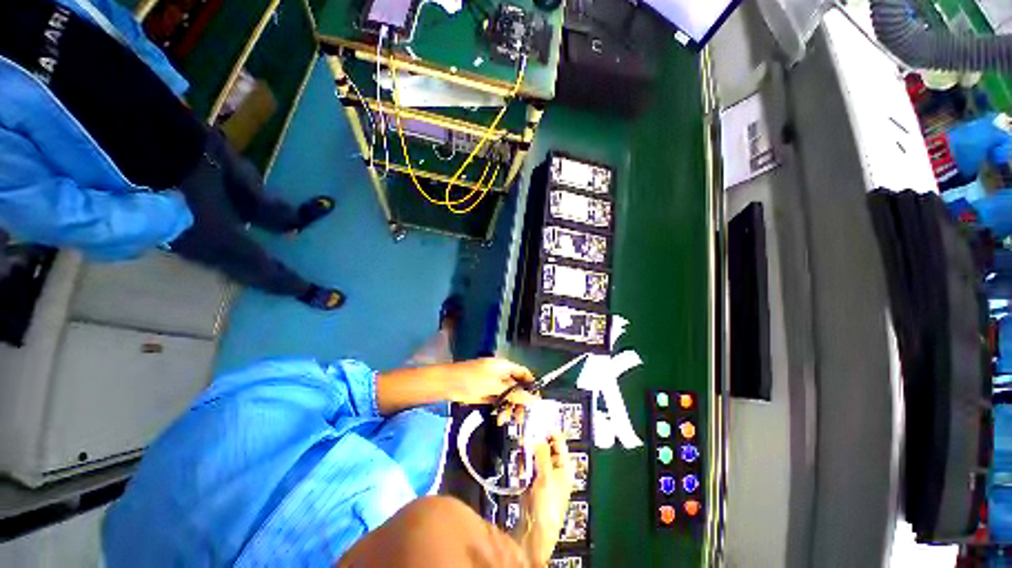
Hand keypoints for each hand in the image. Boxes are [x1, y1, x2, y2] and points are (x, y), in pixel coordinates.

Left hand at [444, 358, 536, 423]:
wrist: (448, 384)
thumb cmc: (472, 379)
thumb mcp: (495, 386)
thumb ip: (514, 393)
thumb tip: (533, 399)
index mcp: (504, 366)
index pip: (523, 373)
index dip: (531, 385)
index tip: (536, 400)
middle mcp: (501, 374)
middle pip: (517, 387)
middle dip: (520, 401)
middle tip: (522, 416)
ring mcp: (494, 385)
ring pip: (508, 396)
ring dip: (510, 408)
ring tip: (508, 420)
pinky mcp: (487, 394)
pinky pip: (499, 402)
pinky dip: (501, 410)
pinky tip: (500, 419)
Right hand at [517, 434, 573, 566]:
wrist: (534, 532)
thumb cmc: (547, 506)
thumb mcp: (546, 477)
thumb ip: (541, 453)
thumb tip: (537, 434)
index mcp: (564, 465)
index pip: (557, 439)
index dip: (547, 430)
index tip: (534, 421)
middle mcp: (555, 466)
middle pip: (544, 445)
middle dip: (534, 442)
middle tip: (524, 439)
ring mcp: (543, 472)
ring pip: (534, 453)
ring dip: (527, 454)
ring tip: (522, 460)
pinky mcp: (532, 479)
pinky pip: (527, 464)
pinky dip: (523, 464)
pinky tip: (521, 471)